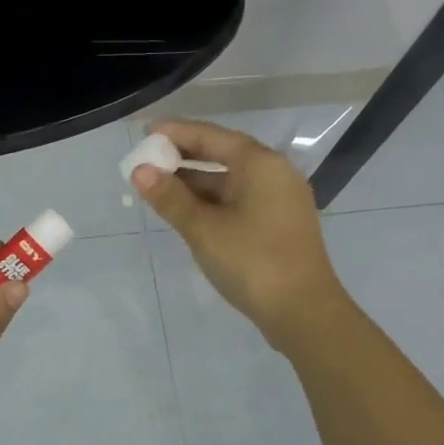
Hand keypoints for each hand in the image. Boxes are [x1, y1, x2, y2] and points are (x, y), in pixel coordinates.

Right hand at [134, 119, 349, 351]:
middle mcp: (274, 173)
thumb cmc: (252, 262)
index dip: (176, 133)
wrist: (303, 312)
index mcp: (260, 164)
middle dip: (184, 157)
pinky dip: (212, 200)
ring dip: (196, 181)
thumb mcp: (203, 229)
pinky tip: (188, 211)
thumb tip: (140, 171)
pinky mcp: (279, 224)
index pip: (211, 136)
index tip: (146, 132)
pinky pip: (239, 200)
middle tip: (147, 160)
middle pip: (223, 154)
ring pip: (230, 180)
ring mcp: (280, 200)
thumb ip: (170, 198)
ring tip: (159, 186)